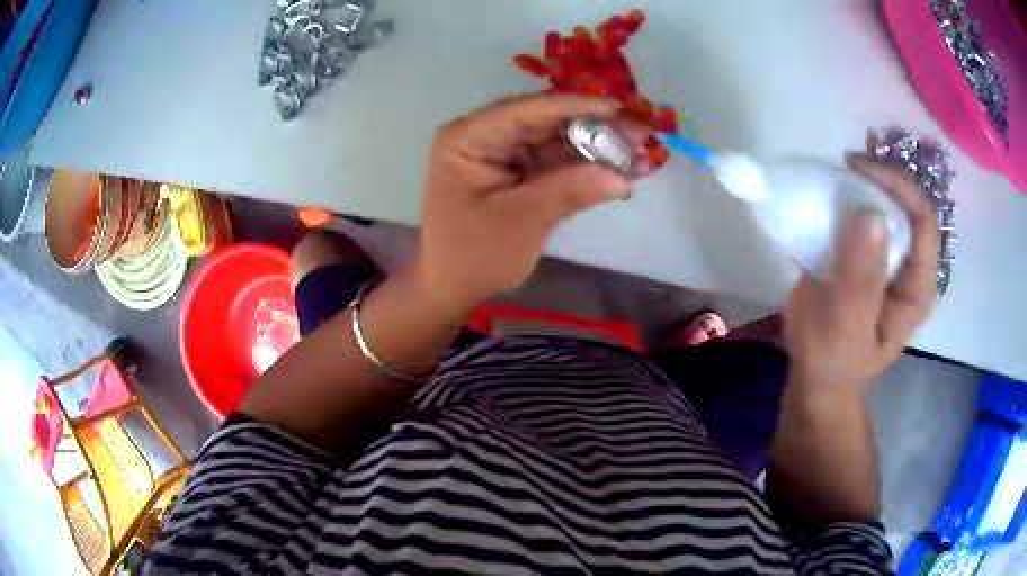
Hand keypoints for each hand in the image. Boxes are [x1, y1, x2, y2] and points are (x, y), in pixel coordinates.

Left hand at [415, 92, 650, 313]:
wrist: (451, 287)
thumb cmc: (472, 255)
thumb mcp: (519, 222)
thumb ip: (569, 192)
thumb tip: (621, 177)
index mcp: (468, 137)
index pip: (526, 110)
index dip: (575, 106)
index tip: (619, 108)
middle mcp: (483, 135)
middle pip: (544, 121)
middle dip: (592, 128)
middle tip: (639, 134)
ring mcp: (500, 152)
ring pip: (554, 139)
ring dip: (594, 147)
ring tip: (636, 153)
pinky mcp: (515, 170)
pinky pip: (553, 160)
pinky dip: (583, 166)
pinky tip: (615, 168)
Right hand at [783, 158, 937, 395]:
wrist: (816, 373)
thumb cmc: (833, 360)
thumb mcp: (847, 328)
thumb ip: (861, 279)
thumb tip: (871, 215)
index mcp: (918, 287)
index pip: (923, 221)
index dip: (898, 187)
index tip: (859, 170)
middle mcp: (910, 265)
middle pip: (909, 204)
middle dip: (884, 175)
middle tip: (849, 159)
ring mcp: (890, 256)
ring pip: (890, 203)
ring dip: (869, 178)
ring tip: (844, 161)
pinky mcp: (869, 252)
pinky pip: (868, 212)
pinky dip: (854, 191)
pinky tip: (837, 180)